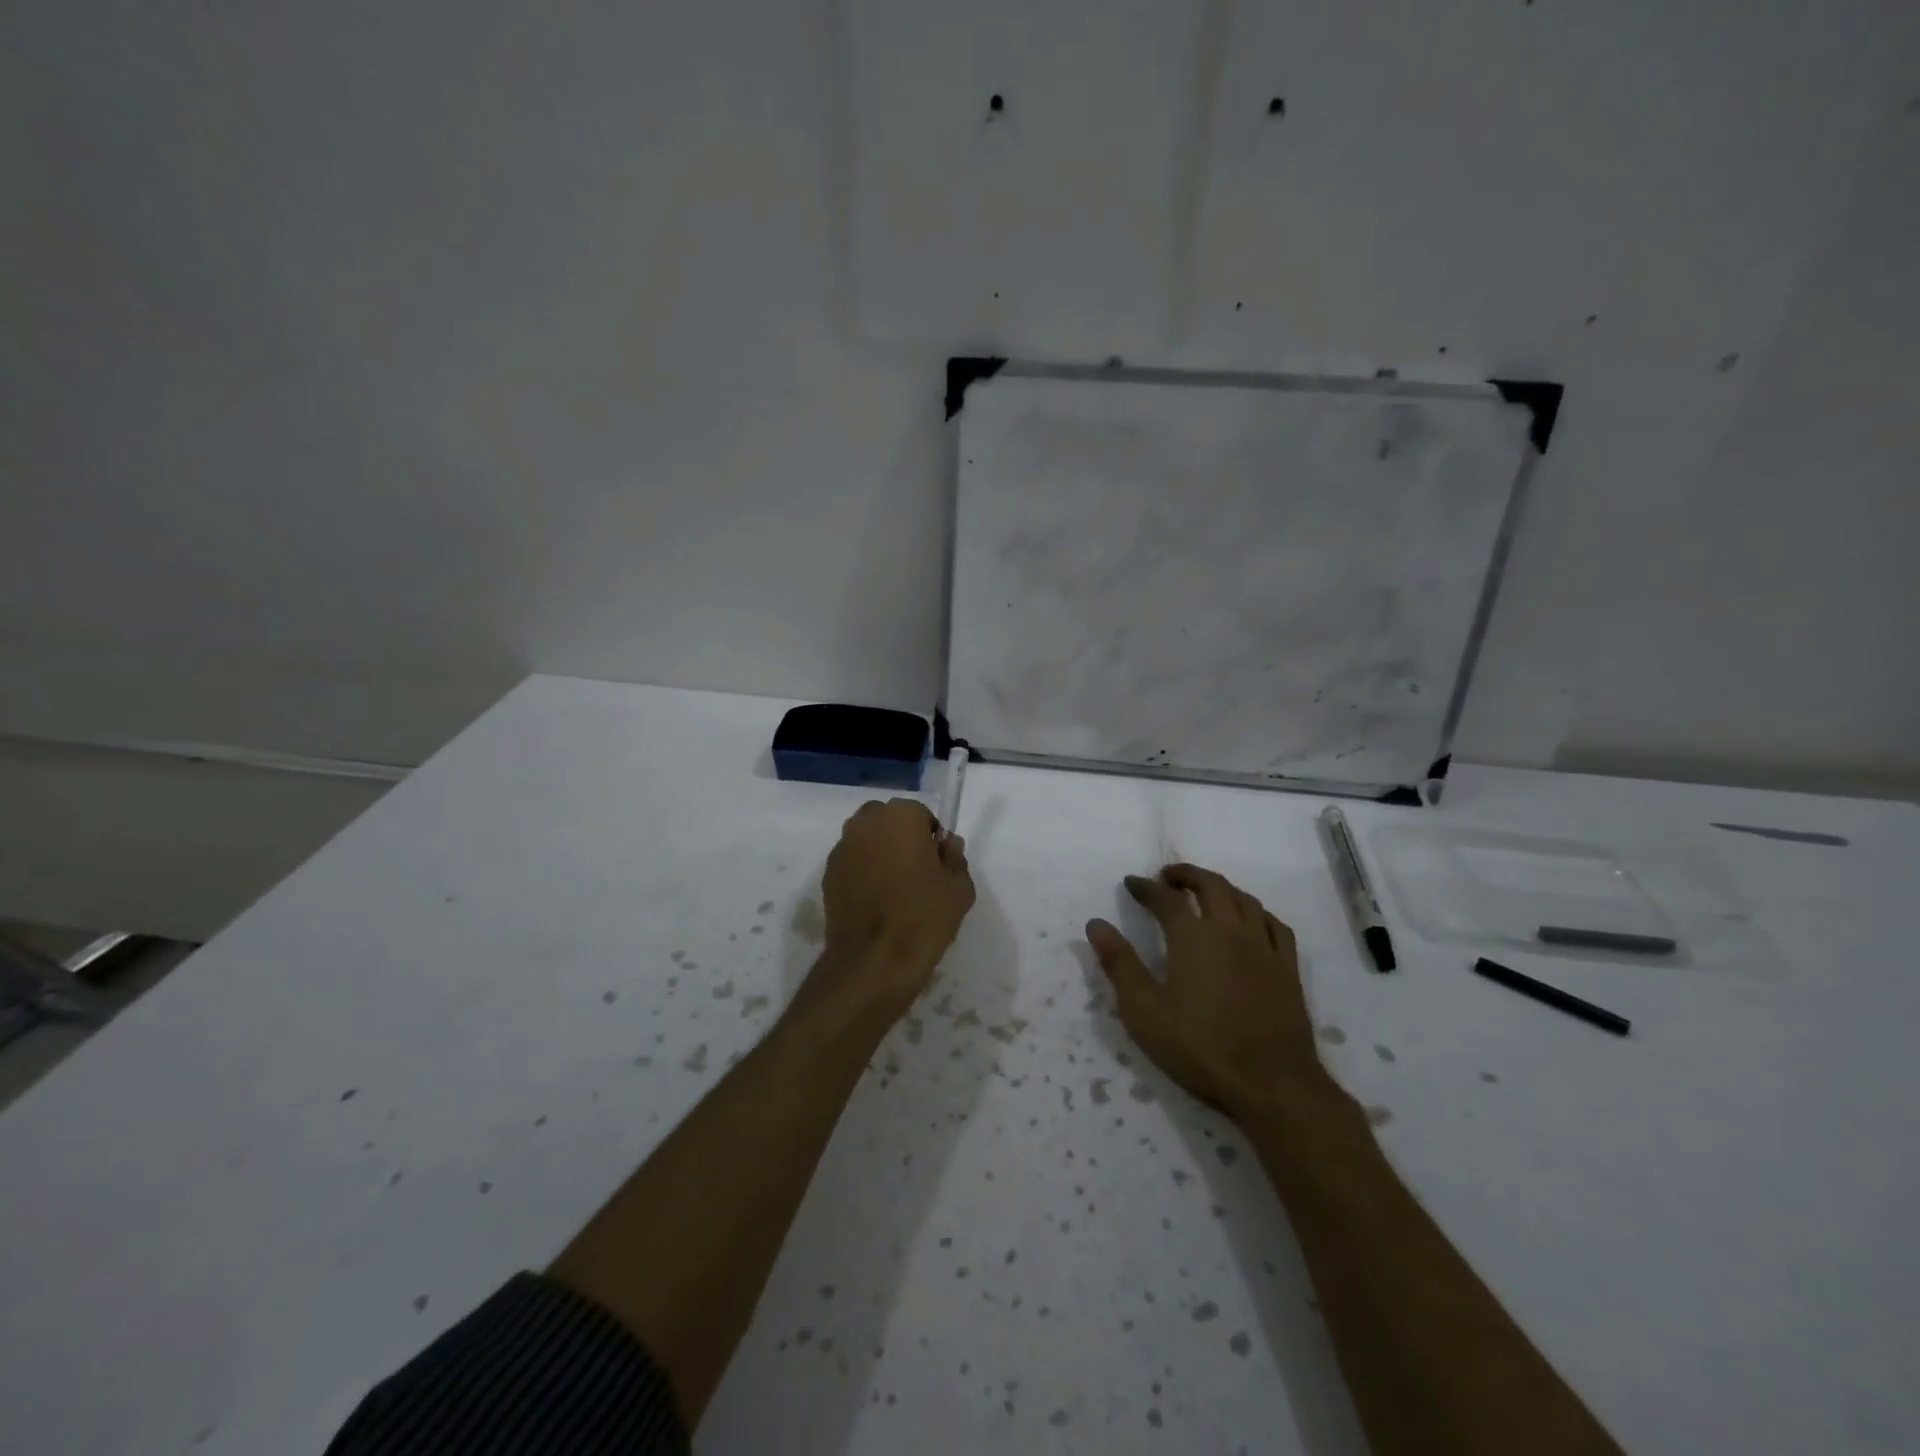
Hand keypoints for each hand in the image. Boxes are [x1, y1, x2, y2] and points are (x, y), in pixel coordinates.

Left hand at [801, 798, 974, 1027]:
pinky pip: (852, 864)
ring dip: (879, 854)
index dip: (930, 839)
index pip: (921, 815)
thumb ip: (955, 857)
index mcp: (900, 815)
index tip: (936, 865)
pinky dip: (862, 874)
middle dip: (900, 838)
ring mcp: (841, 849)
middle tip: (916, 874)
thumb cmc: (923, 917)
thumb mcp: (960, 887)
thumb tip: (945, 845)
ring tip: (894, 891)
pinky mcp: (827, 875)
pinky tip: (874, 904)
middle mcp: (865, 822)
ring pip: (867, 841)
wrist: (873, 961)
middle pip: (888, 821)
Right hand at [1087, 864, 1333, 1123]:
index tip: (1131, 882)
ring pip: (1244, 899)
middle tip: (1167, 877)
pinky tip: (1252, 921)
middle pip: (1211, 885)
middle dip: (1186, 875)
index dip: (1146, 887)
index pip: (1166, 898)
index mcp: (1193, 937)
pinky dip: (1257, 912)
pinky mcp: (1288, 969)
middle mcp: (1230, 930)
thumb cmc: (1200, 1047)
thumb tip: (1096, 924)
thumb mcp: (1144, 1010)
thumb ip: (1119, 963)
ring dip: (1221, 888)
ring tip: (1205, 893)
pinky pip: (1275, 925)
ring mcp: (1264, 948)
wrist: (1271, 1084)